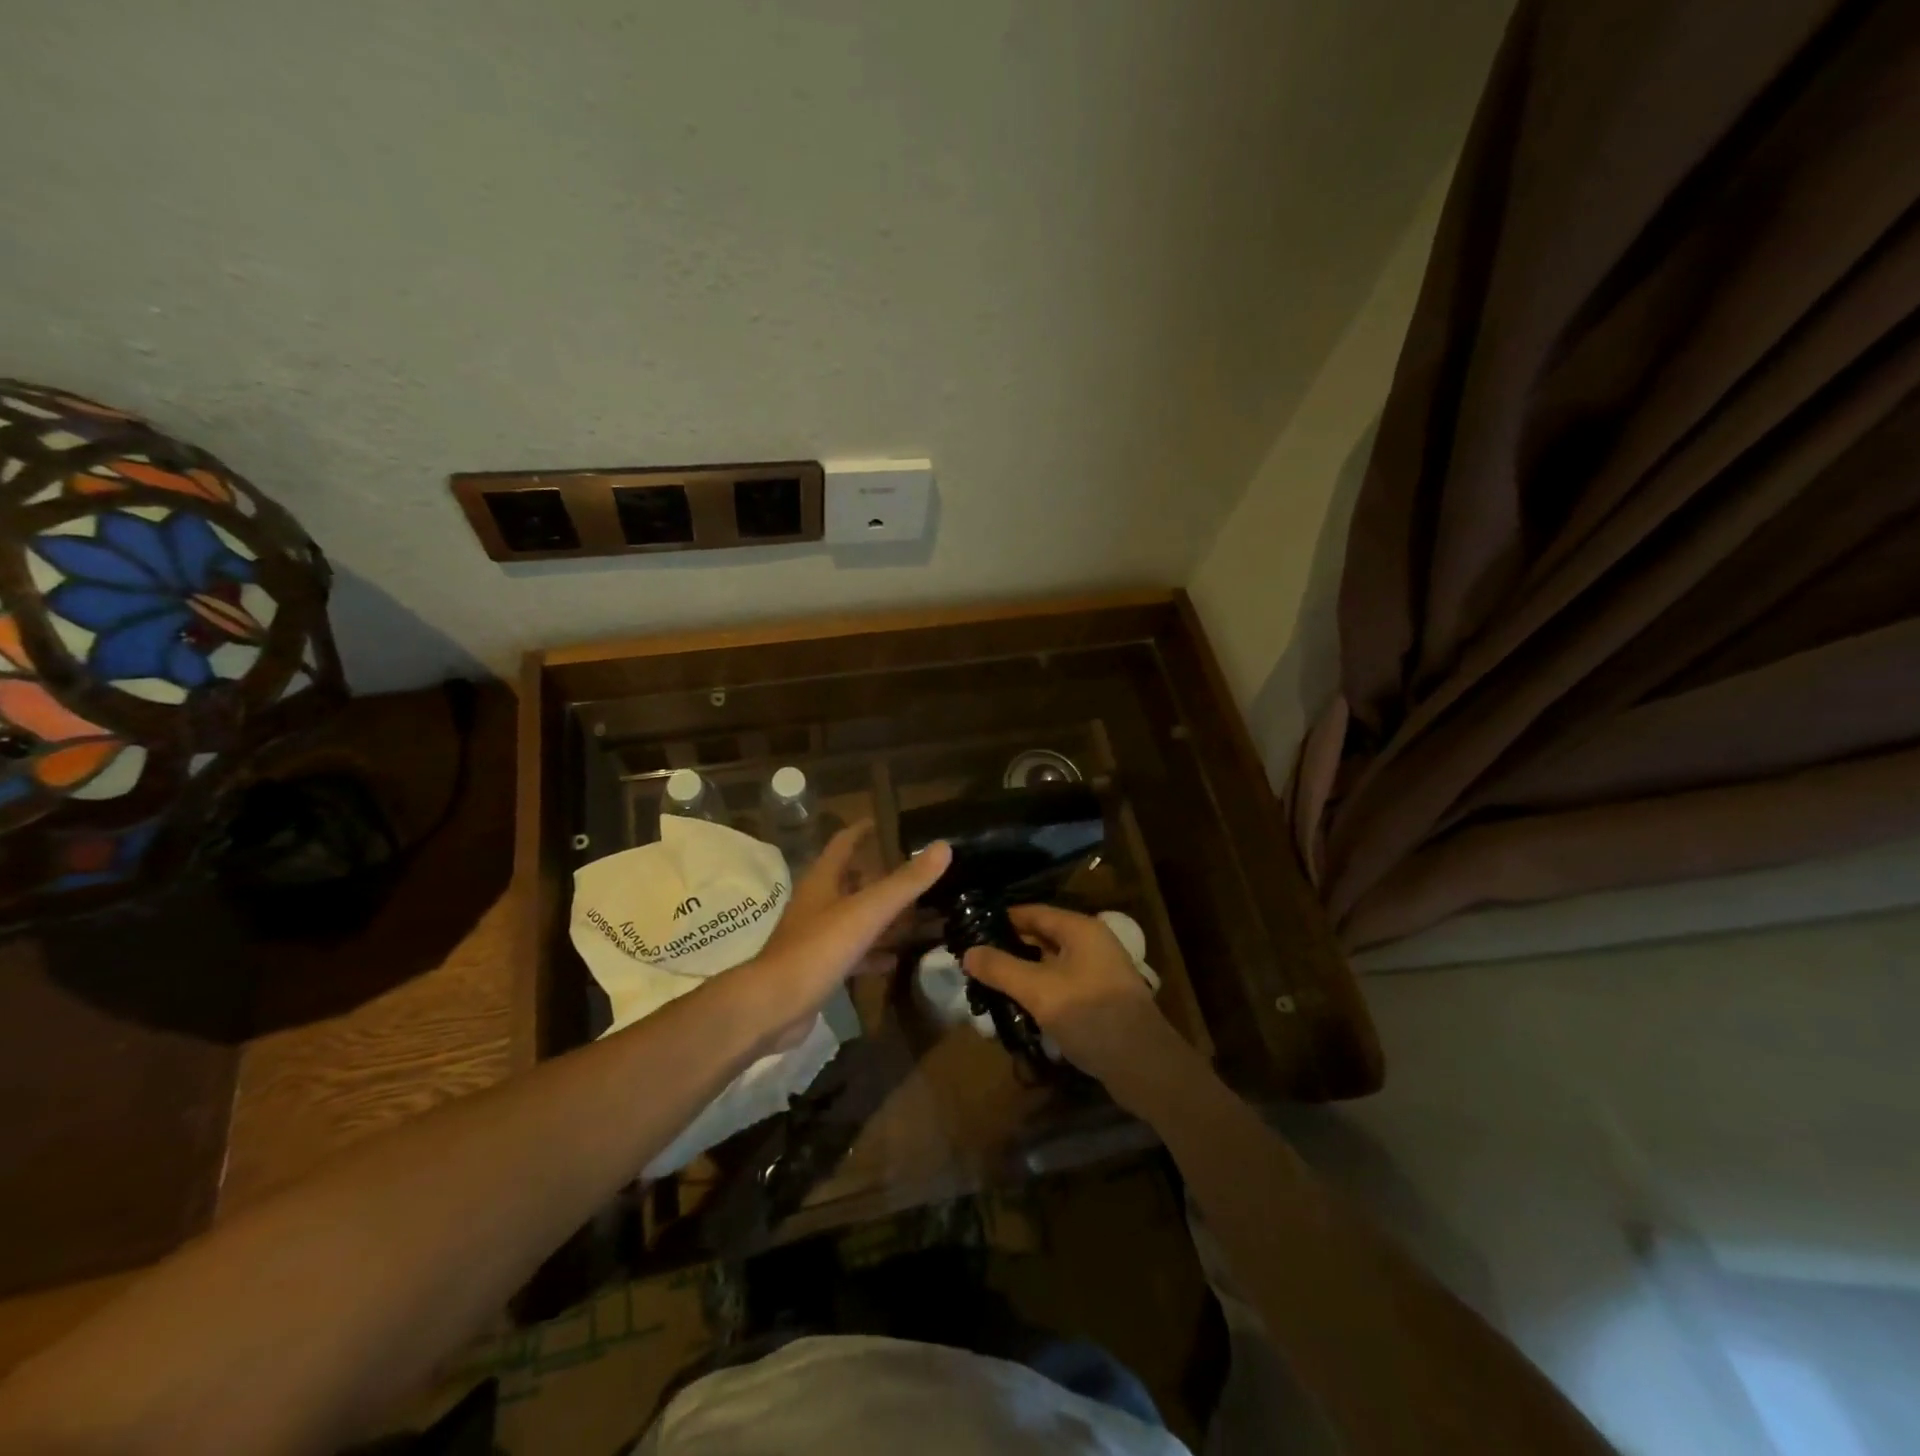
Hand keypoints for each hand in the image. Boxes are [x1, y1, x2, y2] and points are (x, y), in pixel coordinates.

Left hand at [749, 822, 951, 1049]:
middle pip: (852, 881)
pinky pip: (854, 953)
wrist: (773, 1006)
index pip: (843, 843)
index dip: (863, 830)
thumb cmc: (817, 949)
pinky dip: (875, 952)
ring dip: (883, 917)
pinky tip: (896, 959)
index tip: (886, 823)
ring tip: (918, 915)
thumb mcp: (867, 912)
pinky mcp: (820, 967)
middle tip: (916, 875)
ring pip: (856, 918)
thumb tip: (943, 847)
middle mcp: (818, 903)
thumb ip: (905, 882)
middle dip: (881, 876)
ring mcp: (817, 937)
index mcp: (823, 880)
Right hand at [963, 904, 1180, 1091]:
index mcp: (1080, 929)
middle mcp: (1091, 943)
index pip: (1032, 912)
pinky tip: (1019, 1007)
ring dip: (1023, 973)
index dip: (1001, 919)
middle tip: (974, 961)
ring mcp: (1098, 972)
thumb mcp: (1039, 991)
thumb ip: (1001, 969)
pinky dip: (1040, 991)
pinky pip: (1061, 985)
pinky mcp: (1099, 999)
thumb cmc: (1091, 1016)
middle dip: (1009, 948)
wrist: (1144, 1065)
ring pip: (1050, 963)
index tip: (970, 930)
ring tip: (989, 985)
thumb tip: (967, 952)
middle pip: (1042, 937)